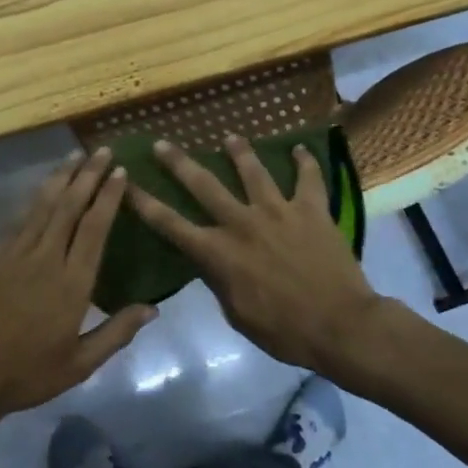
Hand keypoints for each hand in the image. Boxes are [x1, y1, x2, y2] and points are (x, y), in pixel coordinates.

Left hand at [0, 149, 154, 427]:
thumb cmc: (28, 374)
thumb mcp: (80, 364)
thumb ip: (117, 333)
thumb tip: (153, 308)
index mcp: (71, 284)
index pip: (94, 228)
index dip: (108, 196)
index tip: (120, 172)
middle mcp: (45, 259)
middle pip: (69, 206)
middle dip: (87, 175)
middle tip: (102, 150)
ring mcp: (15, 255)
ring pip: (42, 205)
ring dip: (61, 178)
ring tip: (75, 155)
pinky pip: (20, 219)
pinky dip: (35, 198)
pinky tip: (43, 188)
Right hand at [126, 135, 381, 375]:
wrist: (340, 325)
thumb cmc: (285, 331)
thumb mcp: (238, 315)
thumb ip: (220, 281)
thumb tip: (210, 262)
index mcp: (219, 253)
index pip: (171, 224)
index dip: (144, 203)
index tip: (126, 183)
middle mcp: (242, 223)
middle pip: (204, 185)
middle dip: (179, 163)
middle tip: (163, 143)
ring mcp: (278, 211)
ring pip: (253, 171)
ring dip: (239, 151)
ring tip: (229, 136)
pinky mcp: (311, 209)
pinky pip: (308, 179)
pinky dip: (305, 162)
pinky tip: (302, 149)